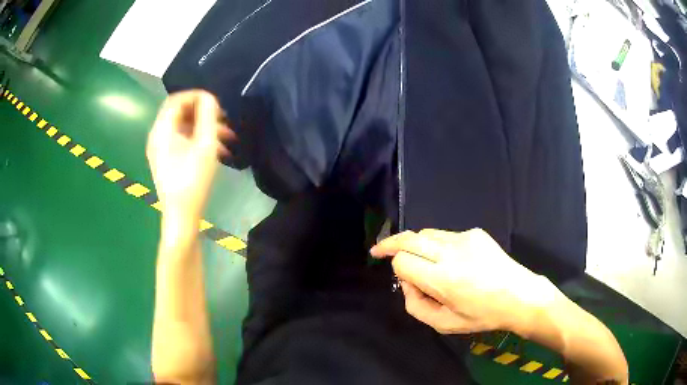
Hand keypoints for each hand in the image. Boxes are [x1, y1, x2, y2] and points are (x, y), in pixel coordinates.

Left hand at [146, 90, 232, 224]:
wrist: (181, 216)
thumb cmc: (193, 181)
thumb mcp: (205, 145)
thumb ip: (208, 116)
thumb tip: (210, 98)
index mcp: (162, 130)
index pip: (176, 100)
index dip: (196, 96)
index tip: (216, 103)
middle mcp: (157, 137)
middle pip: (179, 113)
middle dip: (203, 113)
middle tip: (224, 120)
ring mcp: (160, 150)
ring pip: (182, 128)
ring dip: (204, 128)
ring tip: (226, 138)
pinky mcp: (165, 161)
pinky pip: (181, 141)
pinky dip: (197, 140)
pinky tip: (216, 151)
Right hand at [371, 229, 551, 334]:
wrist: (520, 295)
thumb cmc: (483, 315)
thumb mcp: (445, 324)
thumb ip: (416, 306)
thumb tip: (406, 282)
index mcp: (443, 279)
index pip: (402, 261)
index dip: (397, 270)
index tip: (403, 281)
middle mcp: (451, 252)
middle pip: (408, 238)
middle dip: (390, 244)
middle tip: (378, 250)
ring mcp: (464, 238)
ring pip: (425, 234)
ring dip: (415, 244)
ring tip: (419, 259)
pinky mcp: (475, 233)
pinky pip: (445, 235)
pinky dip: (437, 245)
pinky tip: (450, 260)